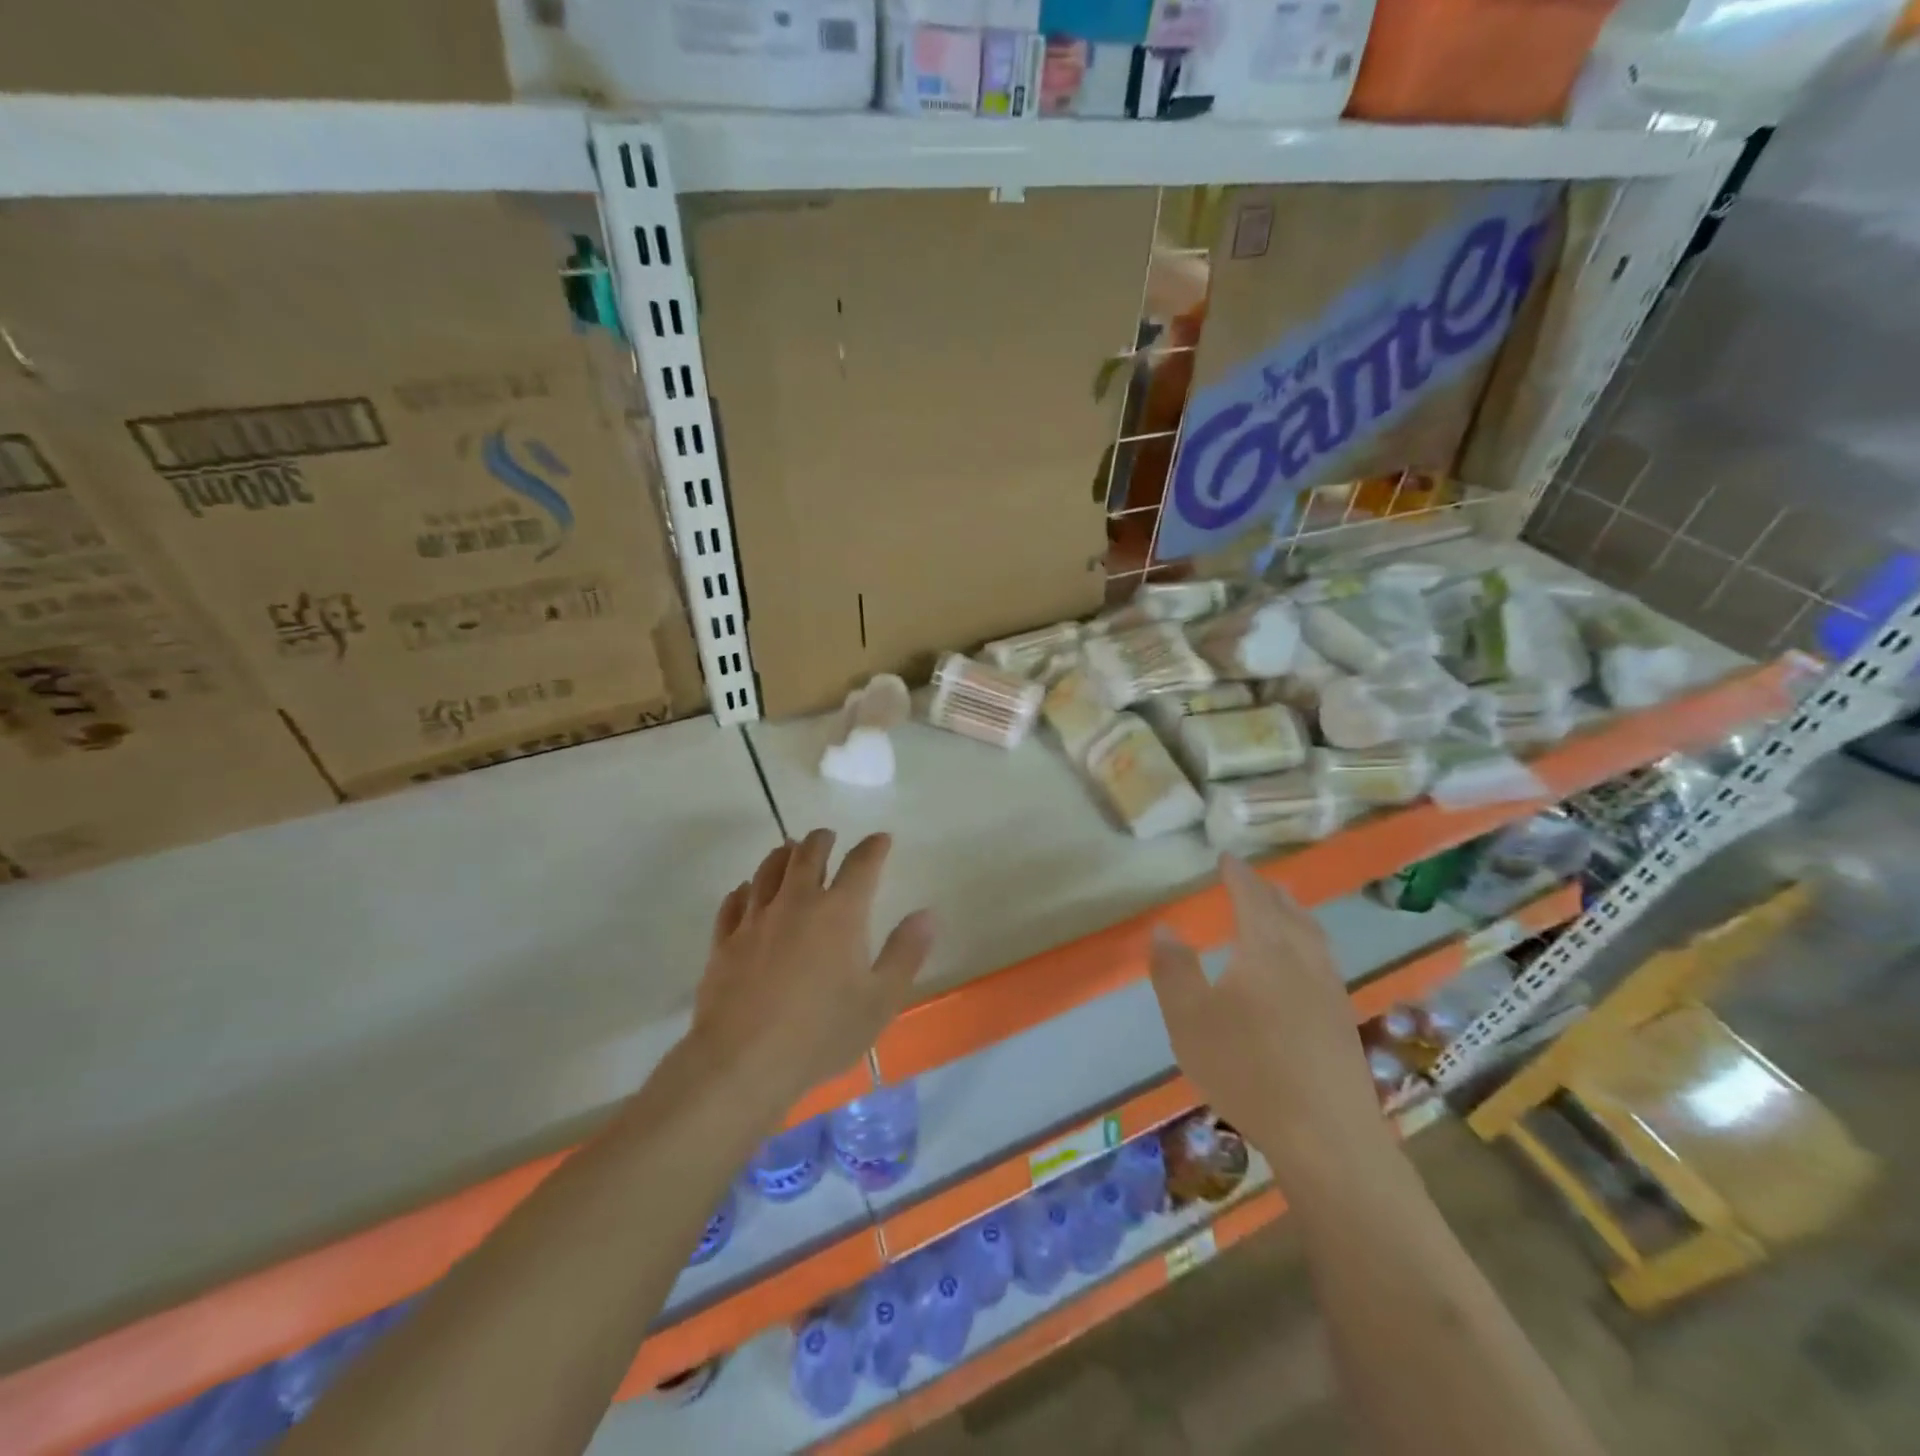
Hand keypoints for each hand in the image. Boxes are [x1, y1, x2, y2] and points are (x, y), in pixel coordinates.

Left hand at [692, 829, 933, 1112]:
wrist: (742, 1062)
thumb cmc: (821, 1032)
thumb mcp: (880, 999)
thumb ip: (905, 953)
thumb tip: (926, 914)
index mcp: (839, 912)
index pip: (861, 865)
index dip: (874, 847)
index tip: (881, 839)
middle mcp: (796, 902)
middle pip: (808, 854)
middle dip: (822, 841)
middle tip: (828, 837)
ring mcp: (755, 919)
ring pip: (768, 870)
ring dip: (782, 854)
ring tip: (788, 849)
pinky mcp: (724, 942)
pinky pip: (734, 902)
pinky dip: (745, 889)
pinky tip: (746, 891)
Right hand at [1149, 855, 1388, 1181]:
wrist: (1328, 1137)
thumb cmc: (1247, 1070)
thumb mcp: (1189, 1020)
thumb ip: (1174, 970)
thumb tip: (1164, 928)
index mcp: (1265, 950)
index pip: (1251, 898)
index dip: (1238, 875)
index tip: (1227, 857)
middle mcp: (1303, 960)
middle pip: (1288, 913)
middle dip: (1269, 891)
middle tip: (1254, 878)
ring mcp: (1330, 992)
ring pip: (1312, 937)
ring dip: (1295, 914)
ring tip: (1283, 909)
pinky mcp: (1343, 1023)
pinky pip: (1324, 962)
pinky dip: (1309, 945)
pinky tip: (1304, 968)